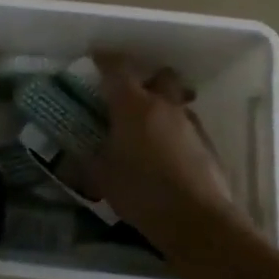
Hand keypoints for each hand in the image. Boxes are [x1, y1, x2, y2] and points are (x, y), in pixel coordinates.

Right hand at [89, 54, 244, 245]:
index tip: (96, 57)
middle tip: (133, 97)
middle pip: (160, 75)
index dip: (105, 59)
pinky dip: (177, 135)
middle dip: (148, 80)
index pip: (117, 68)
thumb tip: (70, 159)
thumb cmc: (142, 192)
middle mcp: (164, 106)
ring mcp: (190, 124)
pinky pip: (189, 129)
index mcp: (133, 105)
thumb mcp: (102, 178)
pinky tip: (168, 159)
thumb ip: (86, 162)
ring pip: (177, 103)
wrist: (198, 221)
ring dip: (164, 109)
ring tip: (149, 133)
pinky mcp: (208, 146)